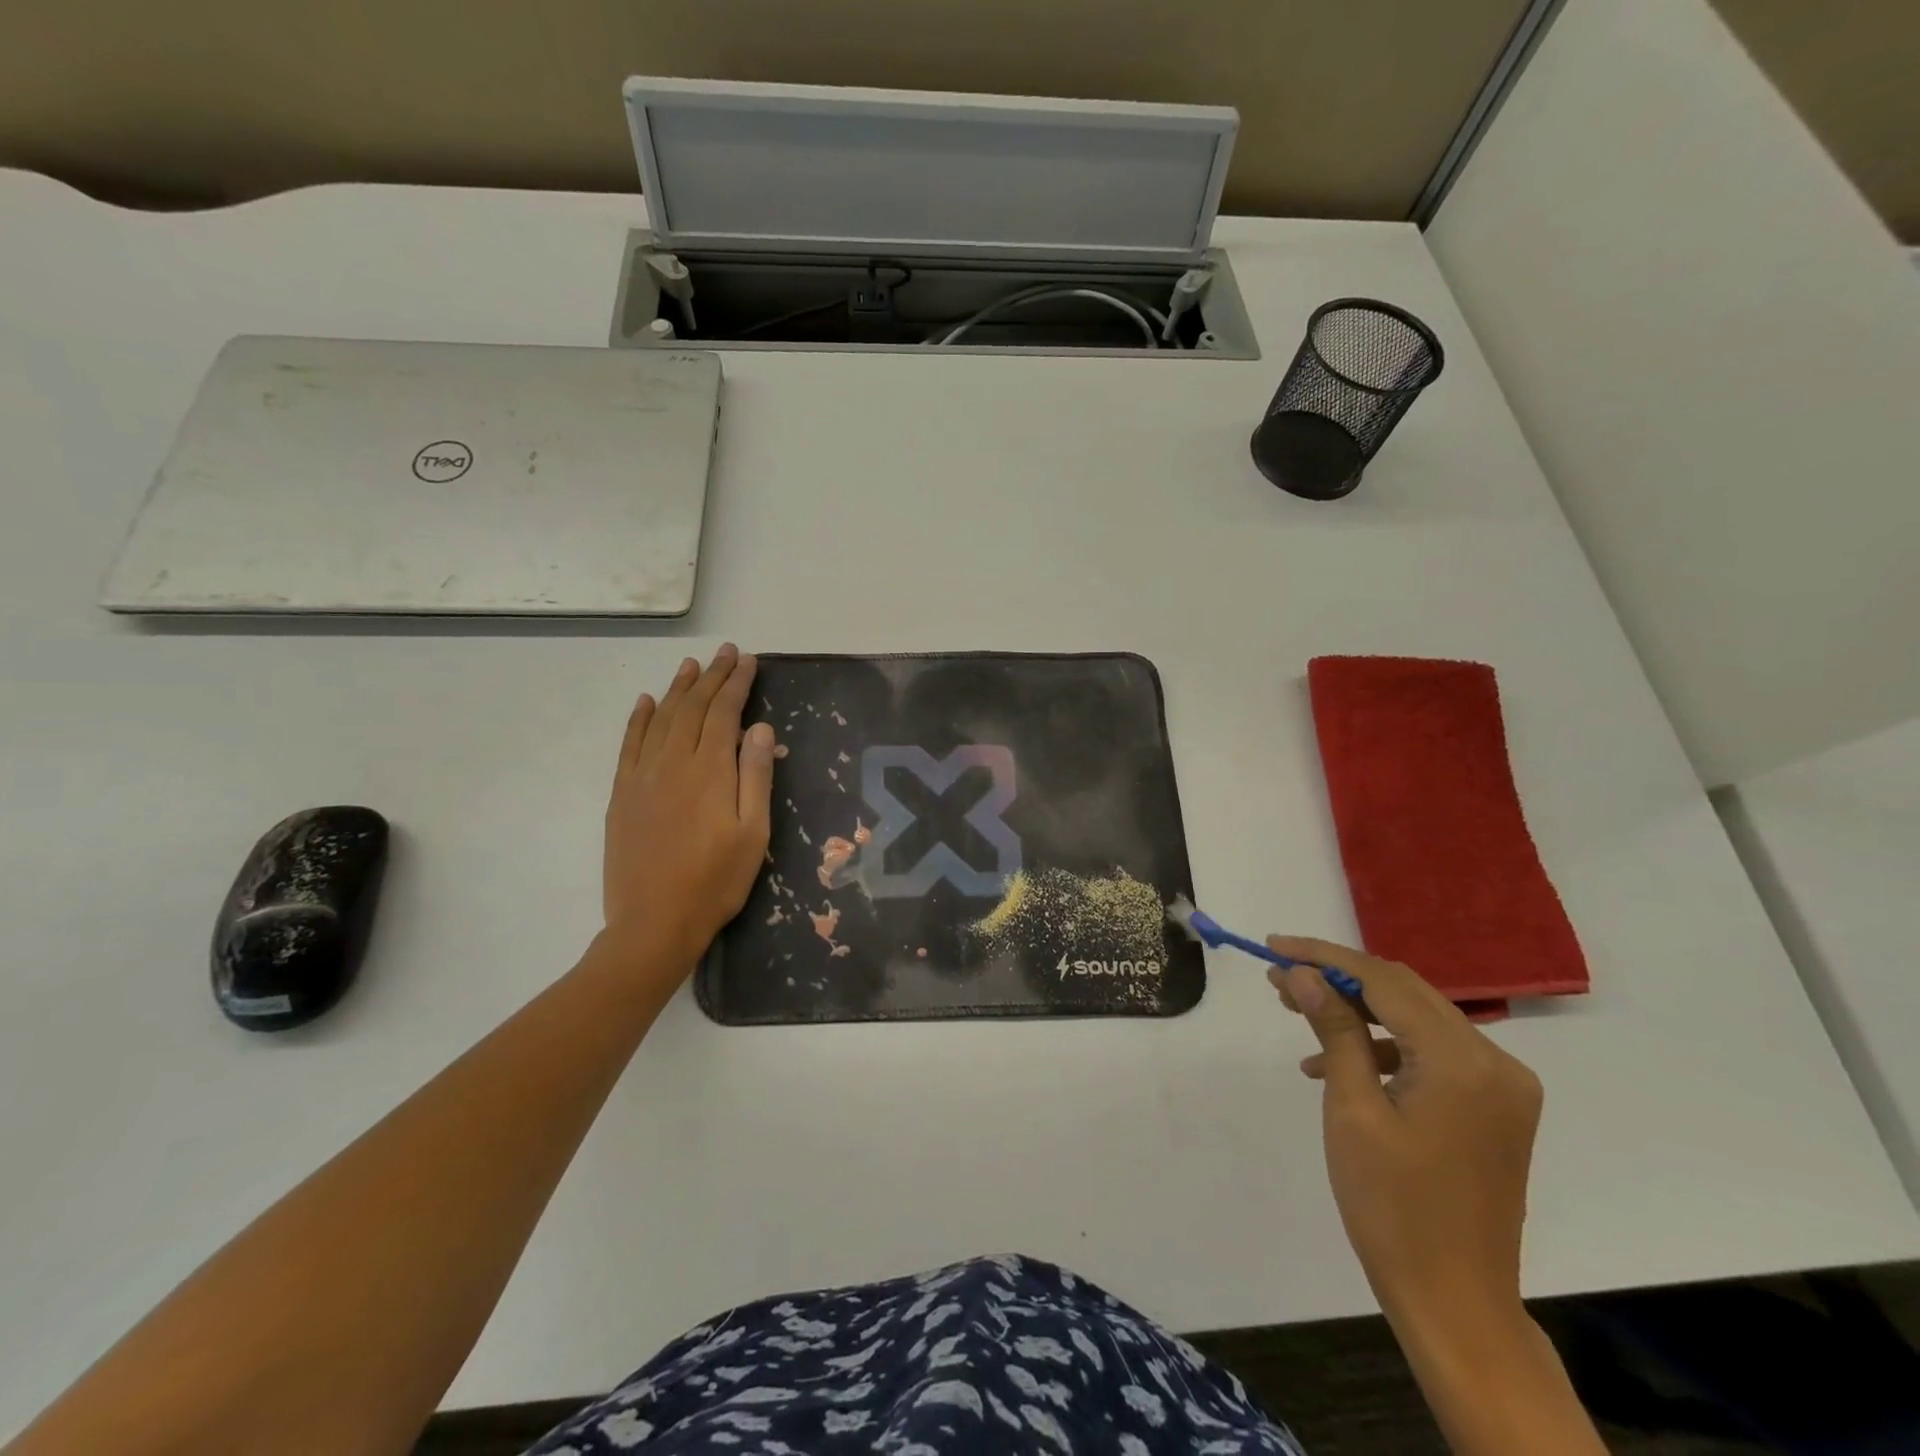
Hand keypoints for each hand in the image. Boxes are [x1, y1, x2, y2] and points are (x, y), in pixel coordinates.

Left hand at [603, 645, 774, 972]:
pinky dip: (638, 719)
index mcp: (709, 771)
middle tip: (726, 652)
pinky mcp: (621, 795)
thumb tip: (760, 729)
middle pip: (693, 708)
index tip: (749, 661)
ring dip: (678, 689)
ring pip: (661, 719)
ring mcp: (641, 777)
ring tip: (692, 666)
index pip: (724, 713)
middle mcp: (672, 763)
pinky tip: (646, 703)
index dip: (737, 684)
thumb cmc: (715, 882)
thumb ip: (756, 776)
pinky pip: (629, 745)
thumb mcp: (753, 833)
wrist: (653, 923)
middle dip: (712, 677)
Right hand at [1269, 937, 1542, 1335]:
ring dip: (1357, 1010)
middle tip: (1279, 978)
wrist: (1455, 1300)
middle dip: (1338, 978)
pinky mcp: (1494, 1106)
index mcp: (1463, 1061)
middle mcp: (1495, 1061)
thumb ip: (1333, 1029)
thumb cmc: (1393, 1206)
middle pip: (1404, 992)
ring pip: (1416, 1018)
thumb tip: (1301, 972)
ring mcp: (1501, 1085)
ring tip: (1297, 1012)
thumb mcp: (1352, 1109)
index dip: (1324, 956)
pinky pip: (1432, 1053)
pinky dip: (1384, 1046)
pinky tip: (1335, 1064)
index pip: (1385, 981)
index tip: (1273, 946)